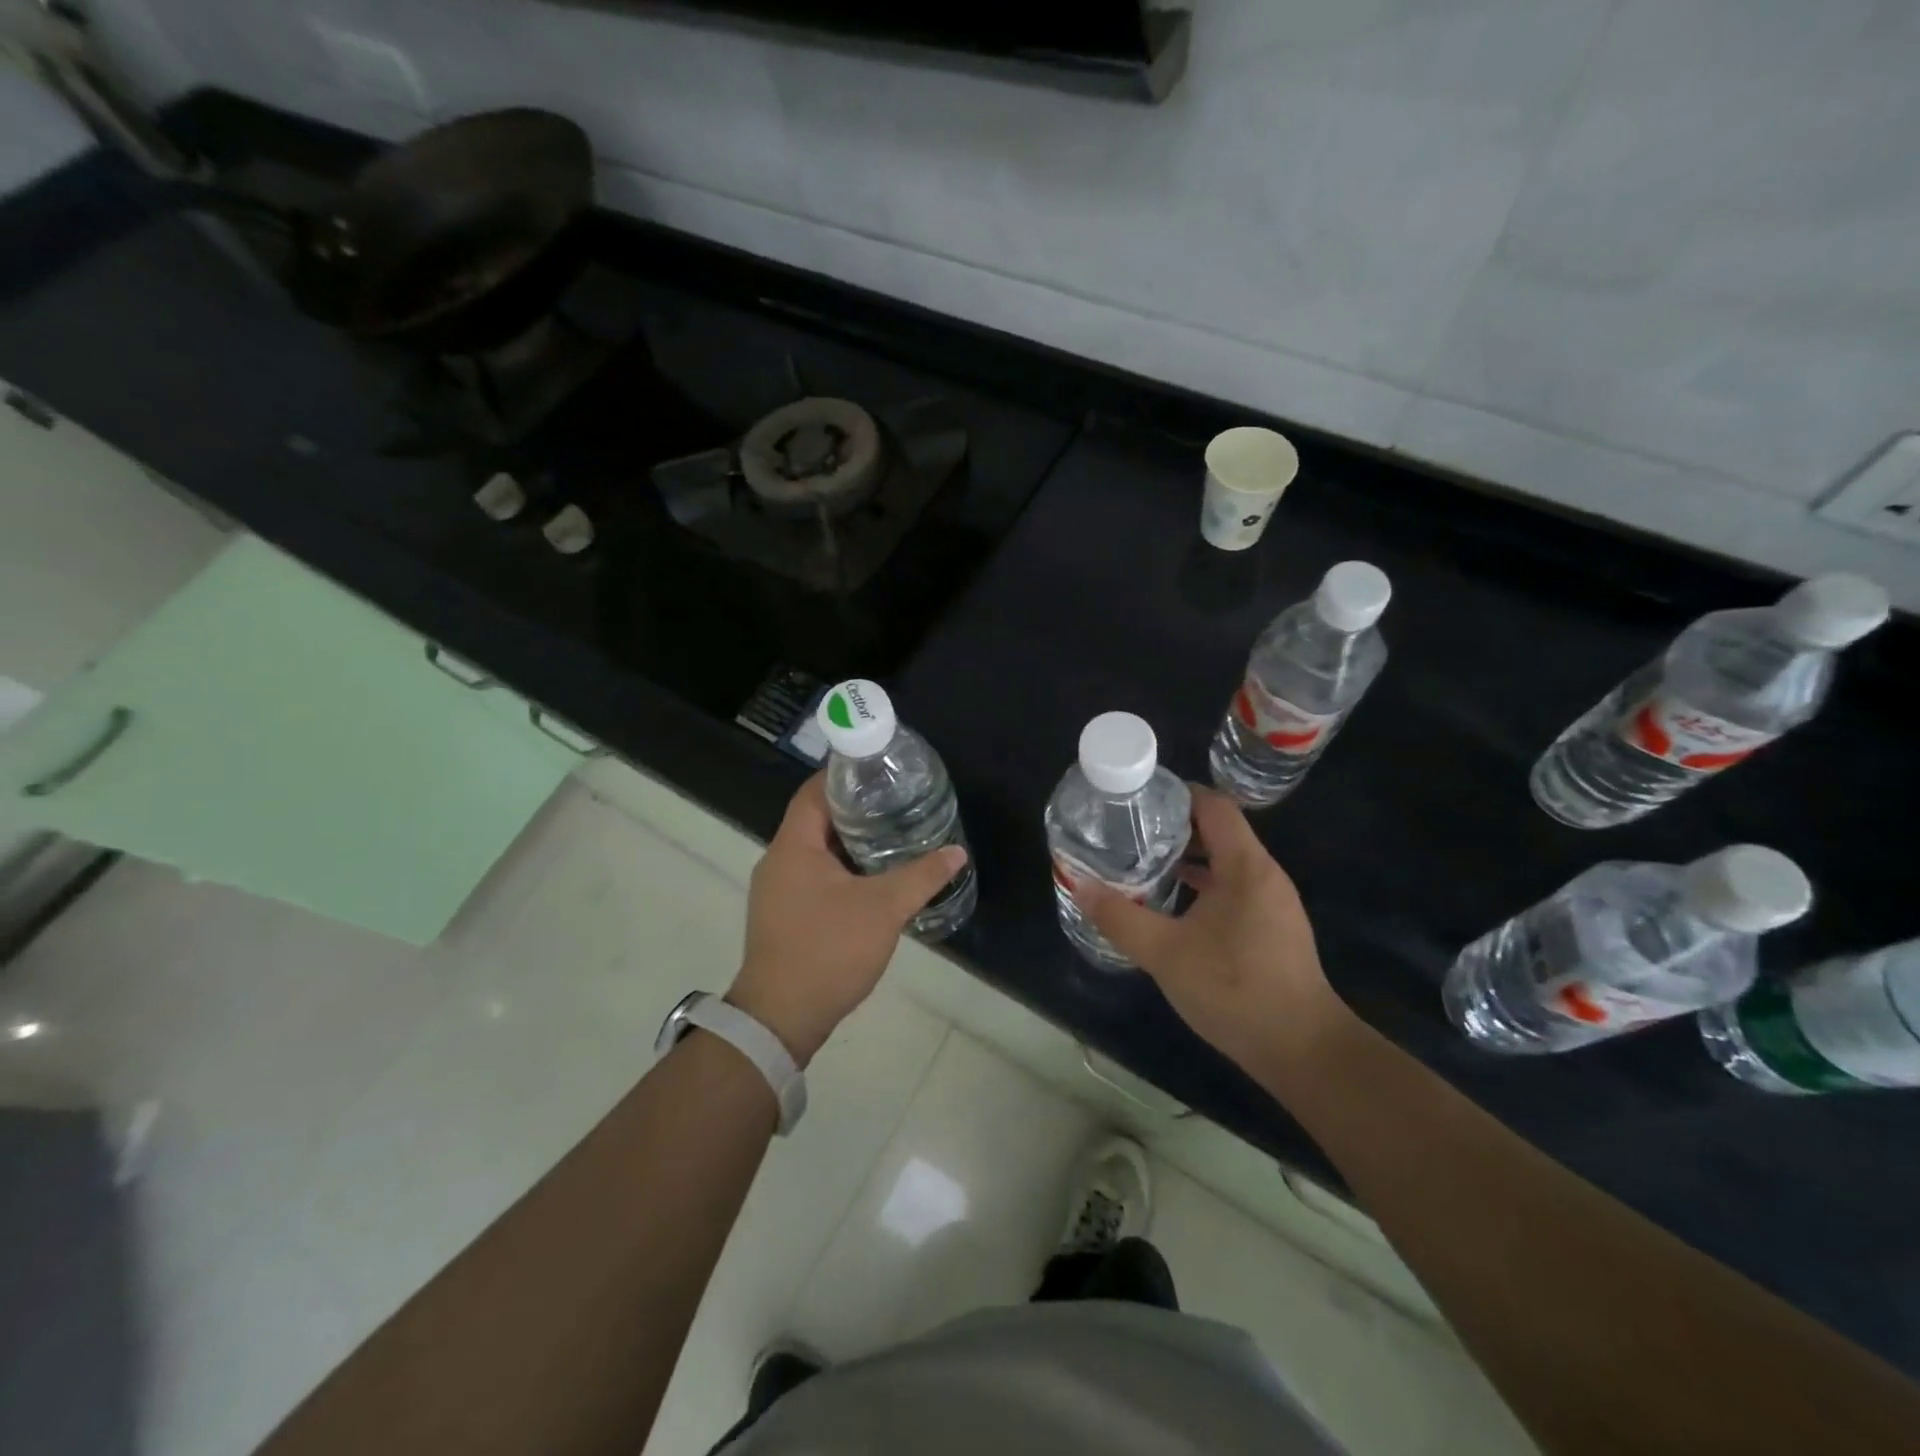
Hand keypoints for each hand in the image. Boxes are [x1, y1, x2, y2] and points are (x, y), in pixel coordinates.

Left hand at [729, 773, 966, 1065]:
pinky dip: (841, 869)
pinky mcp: (783, 916)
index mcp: (793, 846)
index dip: (843, 775)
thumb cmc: (828, 951)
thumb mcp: (883, 909)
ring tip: (892, 835)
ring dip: (850, 842)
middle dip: (855, 809)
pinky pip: (813, 877)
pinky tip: (873, 879)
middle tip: (897, 802)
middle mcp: (778, 861)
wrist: (780, 1019)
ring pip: (816, 851)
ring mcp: (777, 891)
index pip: (813, 792)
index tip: (879, 769)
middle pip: (815, 819)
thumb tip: (956, 852)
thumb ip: (921, 876)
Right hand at [1073, 787, 1351, 1077]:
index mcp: (1245, 866)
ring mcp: (1272, 902)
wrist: (1302, 1050)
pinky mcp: (1272, 927)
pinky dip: (1203, 884)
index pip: (1213, 805)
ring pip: (1226, 862)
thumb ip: (1120, 917)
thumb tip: (1080, 886)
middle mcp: (1264, 875)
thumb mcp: (1165, 953)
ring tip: (1144, 862)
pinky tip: (1173, 904)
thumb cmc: (1235, 990)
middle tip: (1130, 832)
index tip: (1137, 799)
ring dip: (1188, 858)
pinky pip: (1234, 888)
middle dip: (1174, 826)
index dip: (1176, 794)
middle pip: (1219, 830)